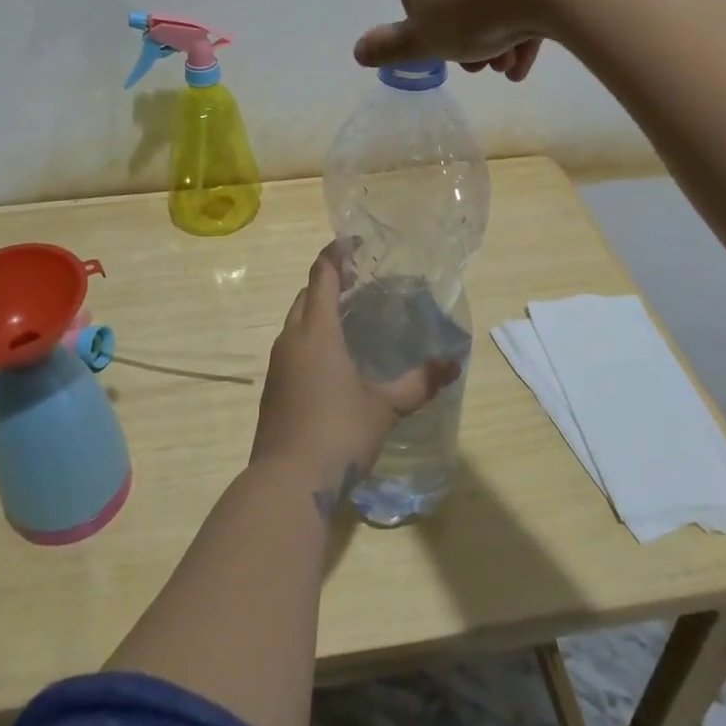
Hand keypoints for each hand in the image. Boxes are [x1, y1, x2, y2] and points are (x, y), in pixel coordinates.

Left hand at [251, 247, 461, 509]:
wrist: (286, 483)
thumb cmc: (338, 433)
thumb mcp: (385, 408)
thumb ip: (418, 384)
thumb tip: (453, 364)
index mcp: (317, 332)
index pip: (322, 277)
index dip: (335, 255)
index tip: (351, 242)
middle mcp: (291, 339)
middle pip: (305, 296)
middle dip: (327, 282)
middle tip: (357, 280)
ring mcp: (277, 365)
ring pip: (295, 322)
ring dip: (316, 311)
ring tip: (347, 315)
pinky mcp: (272, 389)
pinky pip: (291, 347)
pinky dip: (309, 338)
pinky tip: (330, 359)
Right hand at [352, 0, 564, 79]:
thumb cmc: (470, 10)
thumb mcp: (423, 41)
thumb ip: (389, 47)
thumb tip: (357, 51)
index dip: (428, 32)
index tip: (448, 56)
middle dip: (467, 38)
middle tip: (484, 68)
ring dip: (496, 34)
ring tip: (512, 65)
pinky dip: (523, 15)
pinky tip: (533, 50)